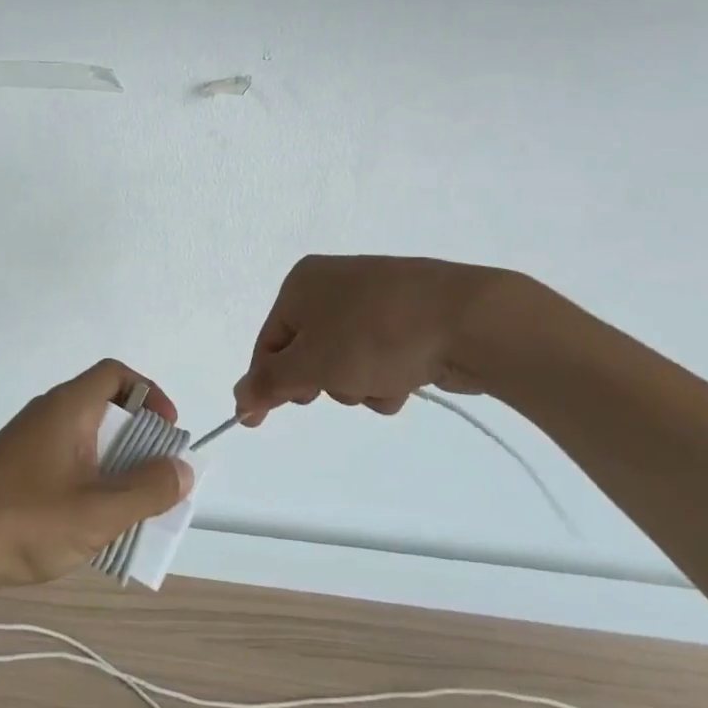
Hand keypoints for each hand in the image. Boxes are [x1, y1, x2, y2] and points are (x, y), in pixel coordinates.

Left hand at [0, 360, 191, 591]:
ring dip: (114, 472)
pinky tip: (89, 528)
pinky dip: (88, 486)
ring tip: (128, 513)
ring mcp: (28, 445)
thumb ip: (147, 490)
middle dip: (138, 444)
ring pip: (86, 445)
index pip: (115, 374)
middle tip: (155, 482)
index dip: (150, 394)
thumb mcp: (97, 512)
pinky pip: (65, 466)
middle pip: (105, 411)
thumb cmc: (23, 521)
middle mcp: (47, 416)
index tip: (168, 432)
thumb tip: (182, 468)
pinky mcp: (14, 473)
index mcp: (67, 408)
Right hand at [233, 256, 520, 421]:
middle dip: (322, 381)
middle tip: (336, 386)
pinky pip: (380, 356)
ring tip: (382, 382)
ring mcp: (375, 299)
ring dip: (357, 383)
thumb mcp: (311, 365)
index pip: (268, 342)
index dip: (265, 384)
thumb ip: (270, 384)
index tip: (260, 424)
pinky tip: (407, 378)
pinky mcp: (411, 317)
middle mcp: (334, 284)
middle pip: (307, 352)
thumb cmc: (374, 336)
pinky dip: (386, 375)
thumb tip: (237, 398)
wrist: (470, 320)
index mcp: (301, 283)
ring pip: (345, 360)